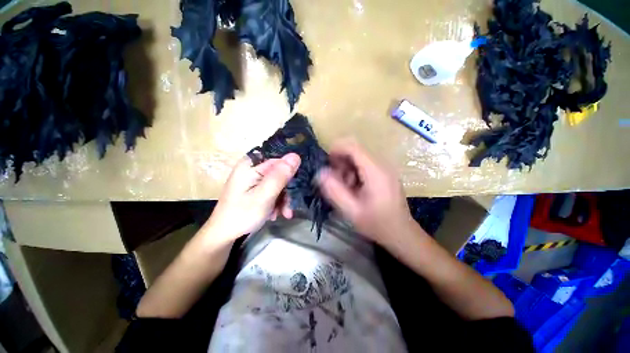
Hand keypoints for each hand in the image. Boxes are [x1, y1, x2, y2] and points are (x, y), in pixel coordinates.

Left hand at [204, 153, 300, 241]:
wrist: (224, 234)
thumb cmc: (242, 214)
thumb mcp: (264, 195)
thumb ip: (280, 176)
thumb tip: (296, 156)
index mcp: (251, 164)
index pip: (280, 160)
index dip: (291, 174)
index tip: (296, 189)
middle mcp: (252, 168)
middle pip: (280, 173)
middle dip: (287, 191)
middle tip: (288, 208)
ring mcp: (253, 178)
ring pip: (278, 183)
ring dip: (283, 199)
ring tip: (283, 213)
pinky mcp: (255, 187)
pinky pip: (273, 190)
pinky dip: (276, 201)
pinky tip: (275, 213)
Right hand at [317, 140, 415, 246]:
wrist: (400, 233)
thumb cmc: (377, 223)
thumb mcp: (351, 210)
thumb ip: (334, 190)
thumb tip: (321, 172)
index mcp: (375, 172)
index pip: (354, 147)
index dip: (337, 149)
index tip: (326, 161)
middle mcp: (382, 165)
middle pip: (356, 151)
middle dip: (341, 162)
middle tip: (334, 179)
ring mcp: (385, 169)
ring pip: (360, 158)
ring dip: (347, 168)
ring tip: (344, 187)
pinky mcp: (385, 174)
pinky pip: (365, 165)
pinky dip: (355, 172)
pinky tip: (354, 188)